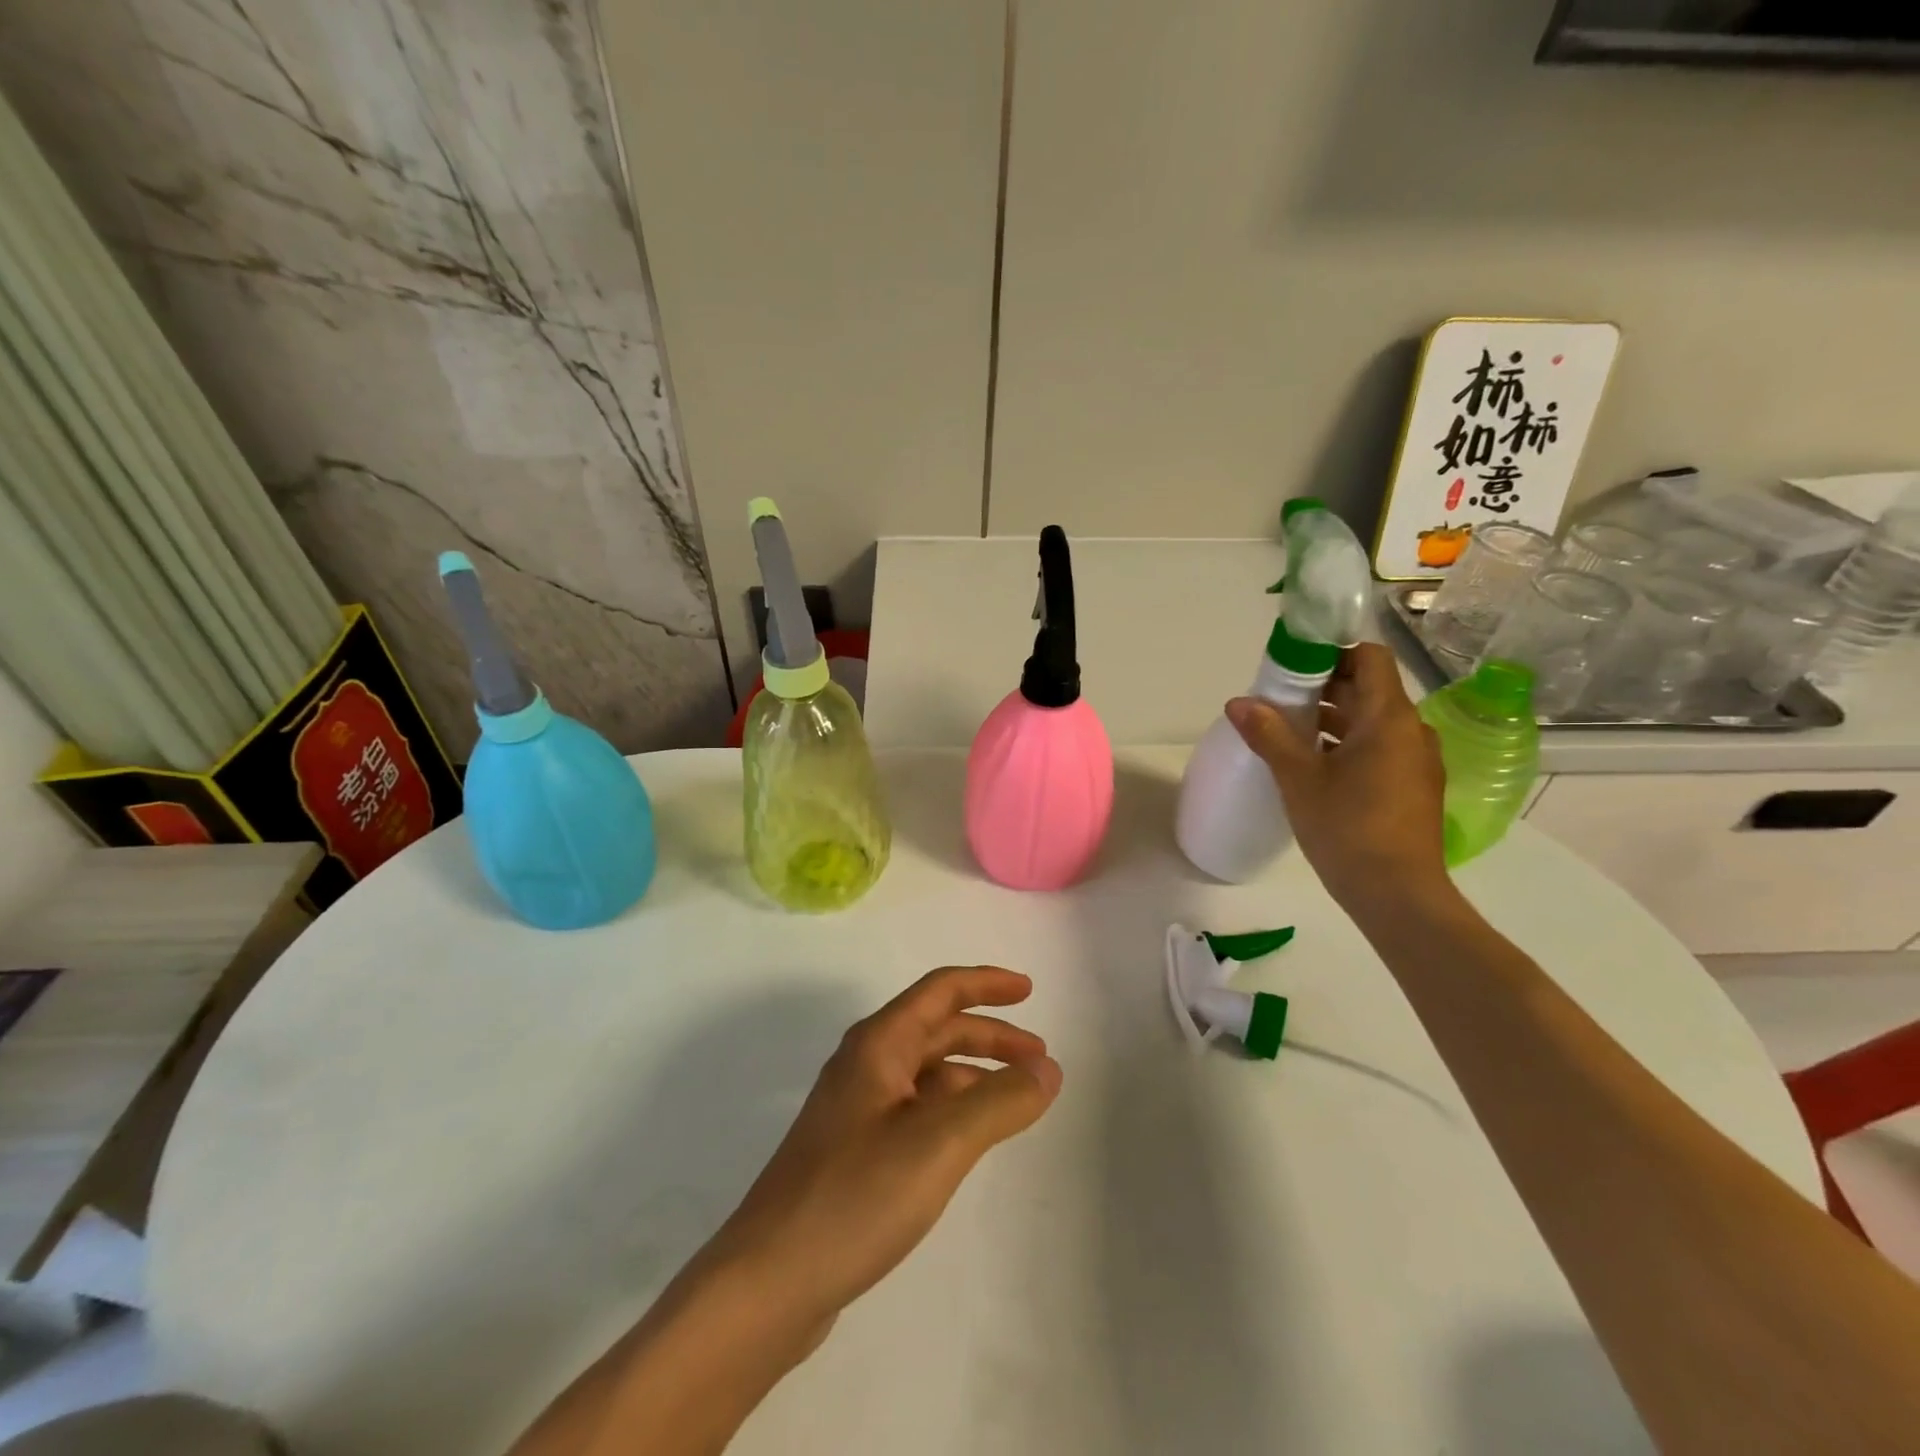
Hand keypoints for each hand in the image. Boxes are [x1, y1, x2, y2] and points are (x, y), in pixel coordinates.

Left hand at [706, 966, 1061, 1338]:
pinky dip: (951, 1109)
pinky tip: (968, 1140)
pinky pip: (915, 1109)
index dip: (987, 984)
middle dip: (989, 1035)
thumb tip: (1048, 1070)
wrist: (767, 1282)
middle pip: (936, 1029)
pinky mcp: (852, 1152)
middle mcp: (864, 1065)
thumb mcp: (940, 1143)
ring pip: (926, 1072)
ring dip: (972, 1074)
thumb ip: (999, 1102)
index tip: (1029, 991)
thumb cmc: (855, 1196)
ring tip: (1014, 1099)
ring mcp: (855, 1110)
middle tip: (1039, 1058)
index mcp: (878, 1045)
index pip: (940, 991)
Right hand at [1226, 642, 1452, 914]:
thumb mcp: (1299, 779)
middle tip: (1278, 701)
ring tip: (1287, 733)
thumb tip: (1237, 702)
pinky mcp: (1413, 787)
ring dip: (1333, 719)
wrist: (1398, 896)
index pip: (1370, 657)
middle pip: (1368, 688)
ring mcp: (1416, 761)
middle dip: (1323, 688)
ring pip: (1372, 721)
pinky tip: (1313, 766)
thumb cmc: (1348, 829)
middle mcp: (1411, 731)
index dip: (1332, 653)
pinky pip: (1379, 748)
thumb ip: (1269, 735)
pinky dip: (1348, 745)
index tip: (1292, 668)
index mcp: (1389, 719)